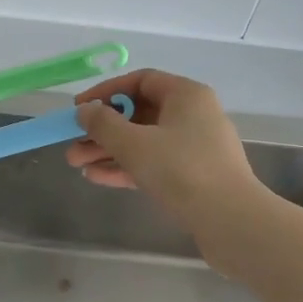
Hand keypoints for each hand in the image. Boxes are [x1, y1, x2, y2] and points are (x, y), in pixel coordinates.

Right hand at [67, 70, 262, 235]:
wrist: (231, 220)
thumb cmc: (181, 170)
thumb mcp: (134, 143)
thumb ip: (103, 124)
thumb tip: (86, 111)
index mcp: (186, 95)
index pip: (140, 81)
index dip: (106, 92)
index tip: (79, 109)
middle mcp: (193, 115)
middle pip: (139, 114)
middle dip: (102, 129)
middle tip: (72, 143)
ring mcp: (195, 147)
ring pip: (144, 141)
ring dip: (109, 150)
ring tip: (76, 164)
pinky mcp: (195, 176)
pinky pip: (154, 163)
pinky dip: (127, 167)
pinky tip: (97, 178)